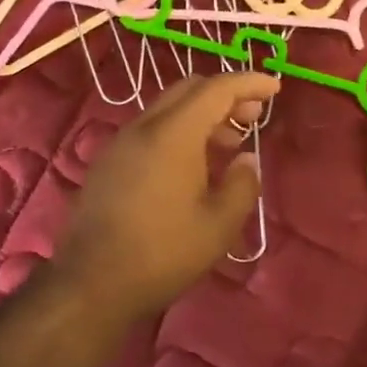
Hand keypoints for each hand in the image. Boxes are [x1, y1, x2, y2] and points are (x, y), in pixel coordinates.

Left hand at [56, 71, 279, 319]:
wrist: (91, 283)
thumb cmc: (163, 253)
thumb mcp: (218, 226)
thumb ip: (242, 185)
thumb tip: (247, 160)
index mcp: (174, 133)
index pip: (216, 89)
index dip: (249, 83)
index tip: (275, 88)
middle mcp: (144, 126)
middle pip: (189, 90)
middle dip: (226, 95)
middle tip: (253, 118)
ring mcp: (121, 143)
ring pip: (168, 109)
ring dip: (202, 115)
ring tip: (229, 144)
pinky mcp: (109, 162)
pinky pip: (151, 130)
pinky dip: (180, 132)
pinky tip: (193, 165)